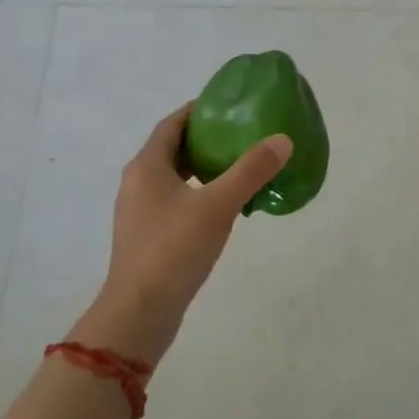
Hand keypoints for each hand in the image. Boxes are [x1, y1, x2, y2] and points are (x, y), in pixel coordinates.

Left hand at [74, 103, 291, 364]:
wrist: (140, 312)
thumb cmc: (174, 249)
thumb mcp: (218, 205)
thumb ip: (251, 171)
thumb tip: (282, 139)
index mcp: (147, 166)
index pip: (172, 124)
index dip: (198, 111)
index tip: (228, 106)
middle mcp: (137, 182)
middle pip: (171, 148)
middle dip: (204, 139)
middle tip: (240, 135)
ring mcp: (138, 211)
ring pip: (172, 177)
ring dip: (201, 168)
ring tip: (237, 168)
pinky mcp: (145, 236)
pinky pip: (173, 201)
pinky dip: (196, 193)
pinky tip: (222, 207)